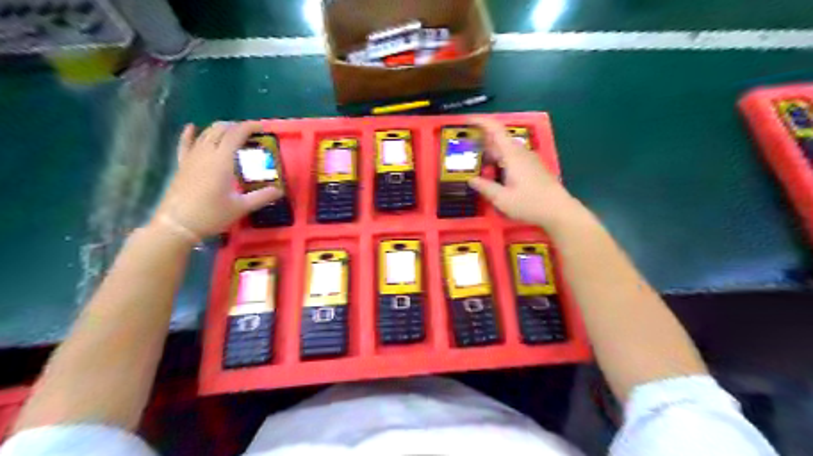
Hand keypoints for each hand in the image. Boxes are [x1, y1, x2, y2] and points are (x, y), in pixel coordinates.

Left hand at [151, 122, 282, 239]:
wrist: (177, 225)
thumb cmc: (211, 215)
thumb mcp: (241, 207)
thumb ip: (262, 197)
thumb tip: (279, 191)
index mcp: (222, 160)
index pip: (236, 134)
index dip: (250, 127)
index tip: (262, 128)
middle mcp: (206, 153)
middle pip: (220, 130)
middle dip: (235, 127)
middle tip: (250, 134)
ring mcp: (191, 158)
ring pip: (205, 134)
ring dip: (219, 129)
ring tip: (231, 133)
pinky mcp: (181, 165)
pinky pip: (185, 144)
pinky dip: (189, 134)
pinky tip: (191, 127)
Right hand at [468, 117, 580, 231]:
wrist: (559, 211)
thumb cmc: (530, 204)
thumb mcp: (502, 199)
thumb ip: (485, 187)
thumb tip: (471, 179)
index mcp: (512, 155)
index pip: (495, 129)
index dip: (480, 121)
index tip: (467, 121)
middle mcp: (521, 152)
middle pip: (498, 140)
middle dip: (482, 143)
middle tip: (466, 153)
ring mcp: (529, 159)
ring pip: (505, 150)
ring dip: (491, 155)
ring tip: (478, 168)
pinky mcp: (533, 167)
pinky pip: (512, 158)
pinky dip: (500, 162)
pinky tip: (495, 176)